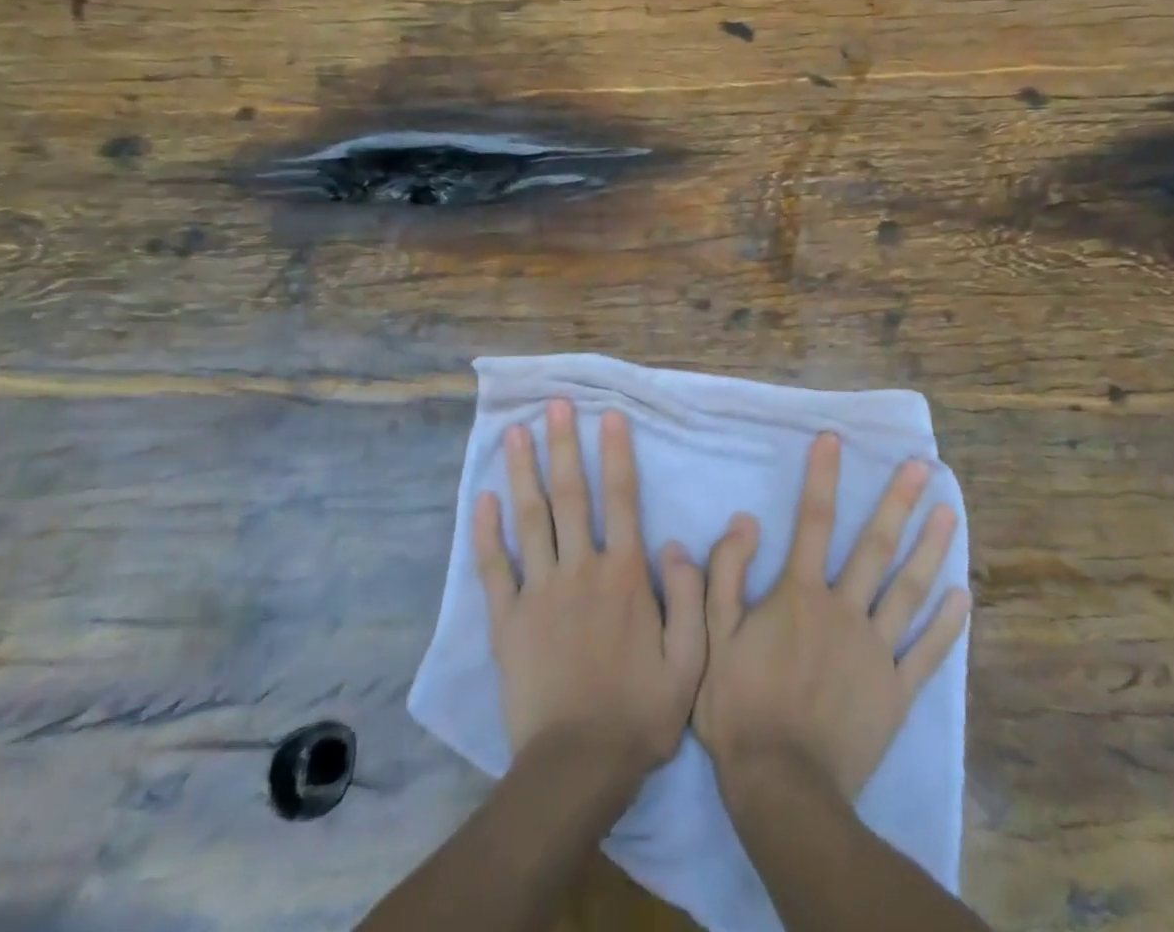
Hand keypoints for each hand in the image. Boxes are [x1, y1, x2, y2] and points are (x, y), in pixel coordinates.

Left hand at [475, 399, 706, 783]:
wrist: (577, 768)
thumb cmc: (640, 712)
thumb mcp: (690, 659)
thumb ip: (690, 595)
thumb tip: (674, 542)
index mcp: (625, 575)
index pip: (622, 499)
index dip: (616, 453)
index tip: (608, 415)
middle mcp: (581, 569)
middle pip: (571, 495)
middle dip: (564, 446)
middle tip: (554, 405)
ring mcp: (539, 592)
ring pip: (530, 519)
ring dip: (523, 472)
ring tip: (515, 433)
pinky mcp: (507, 621)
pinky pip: (494, 568)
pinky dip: (486, 532)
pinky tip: (482, 499)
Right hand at [693, 432, 969, 801]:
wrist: (781, 787)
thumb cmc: (740, 707)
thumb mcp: (713, 636)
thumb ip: (726, 574)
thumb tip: (745, 520)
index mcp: (800, 595)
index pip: (813, 521)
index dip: (823, 477)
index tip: (834, 439)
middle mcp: (844, 610)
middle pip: (875, 546)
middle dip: (898, 501)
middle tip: (923, 466)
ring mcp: (875, 649)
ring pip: (908, 590)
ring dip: (930, 549)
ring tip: (949, 513)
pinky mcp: (896, 690)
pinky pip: (926, 652)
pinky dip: (947, 625)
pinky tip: (963, 597)